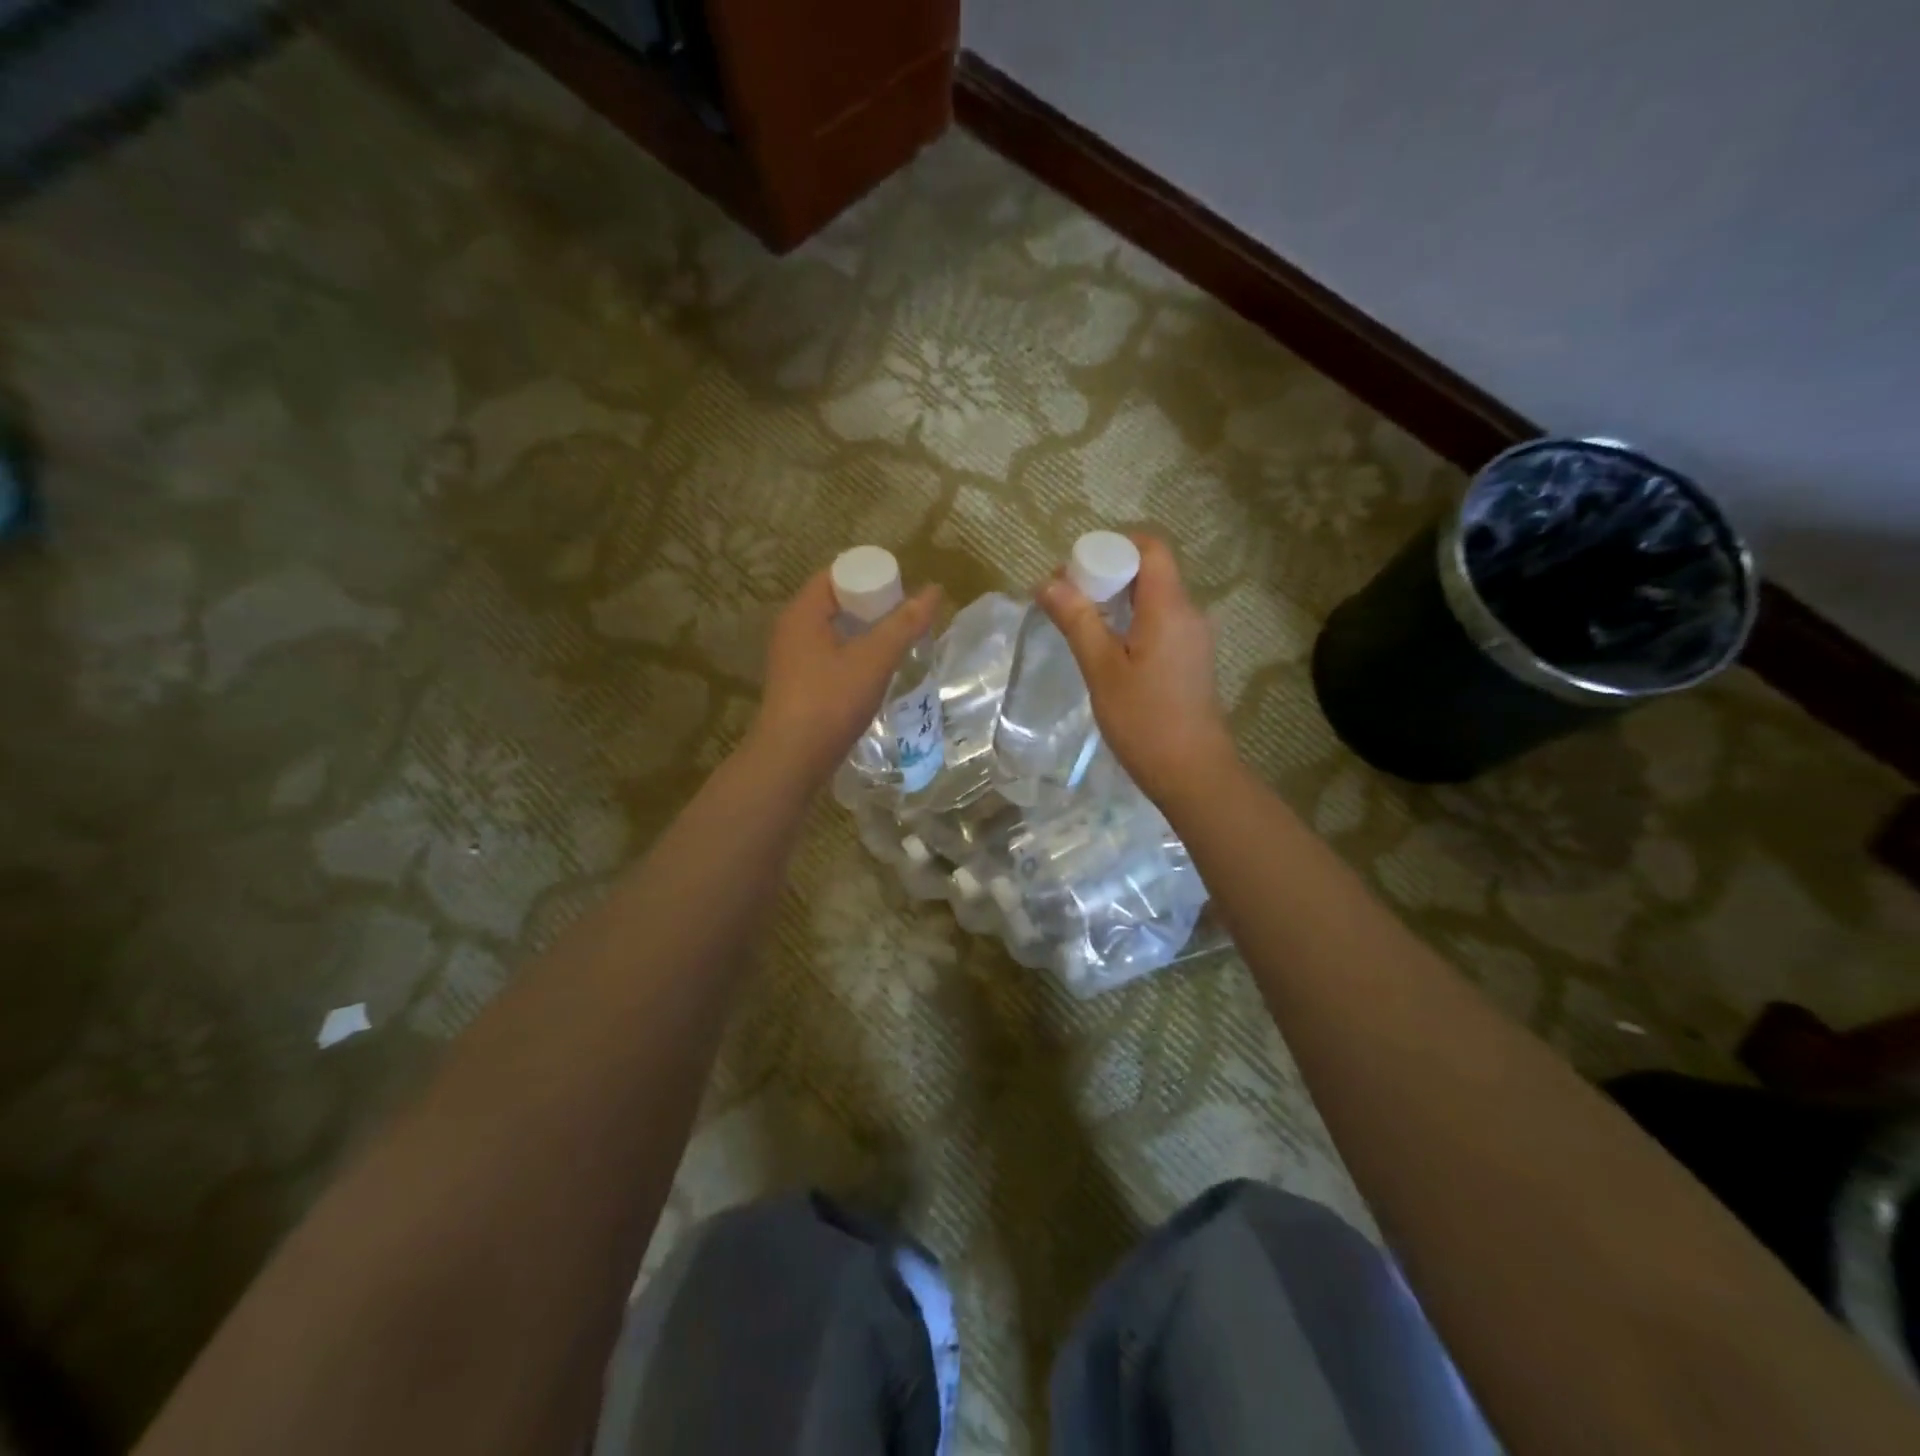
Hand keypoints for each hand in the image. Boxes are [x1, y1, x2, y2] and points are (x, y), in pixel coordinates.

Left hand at [747, 569, 941, 786]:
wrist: (792, 759)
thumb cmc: (830, 701)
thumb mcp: (873, 660)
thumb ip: (904, 625)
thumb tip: (934, 591)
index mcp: (803, 612)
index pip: (837, 574)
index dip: (871, 577)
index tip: (902, 591)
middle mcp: (792, 628)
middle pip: (837, 602)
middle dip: (872, 606)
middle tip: (906, 617)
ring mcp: (792, 657)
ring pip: (834, 631)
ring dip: (865, 633)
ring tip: (897, 643)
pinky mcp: (798, 683)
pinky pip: (829, 655)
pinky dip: (853, 655)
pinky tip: (876, 671)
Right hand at [1037, 533, 1237, 804]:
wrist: (1193, 773)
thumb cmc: (1145, 720)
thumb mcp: (1102, 669)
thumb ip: (1077, 621)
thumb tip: (1048, 581)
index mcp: (1170, 607)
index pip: (1150, 547)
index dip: (1113, 545)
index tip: (1077, 569)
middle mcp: (1188, 613)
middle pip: (1149, 571)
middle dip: (1106, 574)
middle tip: (1066, 599)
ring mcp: (1192, 637)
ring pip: (1152, 599)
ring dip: (1116, 601)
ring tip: (1078, 624)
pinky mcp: (1189, 659)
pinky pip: (1158, 623)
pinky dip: (1130, 622)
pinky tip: (1105, 649)